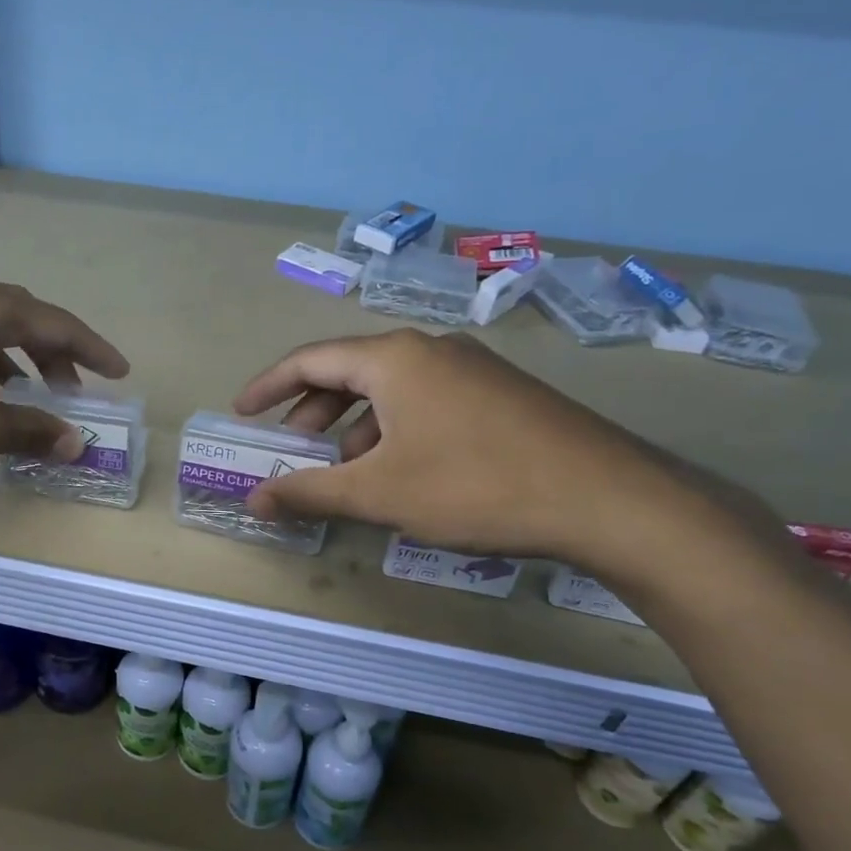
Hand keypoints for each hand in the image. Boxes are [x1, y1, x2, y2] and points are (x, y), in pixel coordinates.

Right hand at [234, 328, 768, 576]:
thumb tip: (253, 501)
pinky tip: (404, 472)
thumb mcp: (380, 493)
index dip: (269, 386)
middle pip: (351, 371)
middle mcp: (431, 349)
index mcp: (395, 358)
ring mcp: (472, 368)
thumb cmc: (475, 486)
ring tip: (347, 471)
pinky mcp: (501, 394)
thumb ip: (310, 492)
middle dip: (313, 411)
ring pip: (392, 390)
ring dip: (356, 426)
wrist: (607, 498)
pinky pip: (427, 401)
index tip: (243, 412)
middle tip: (293, 449)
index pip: (310, 359)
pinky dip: (396, 429)